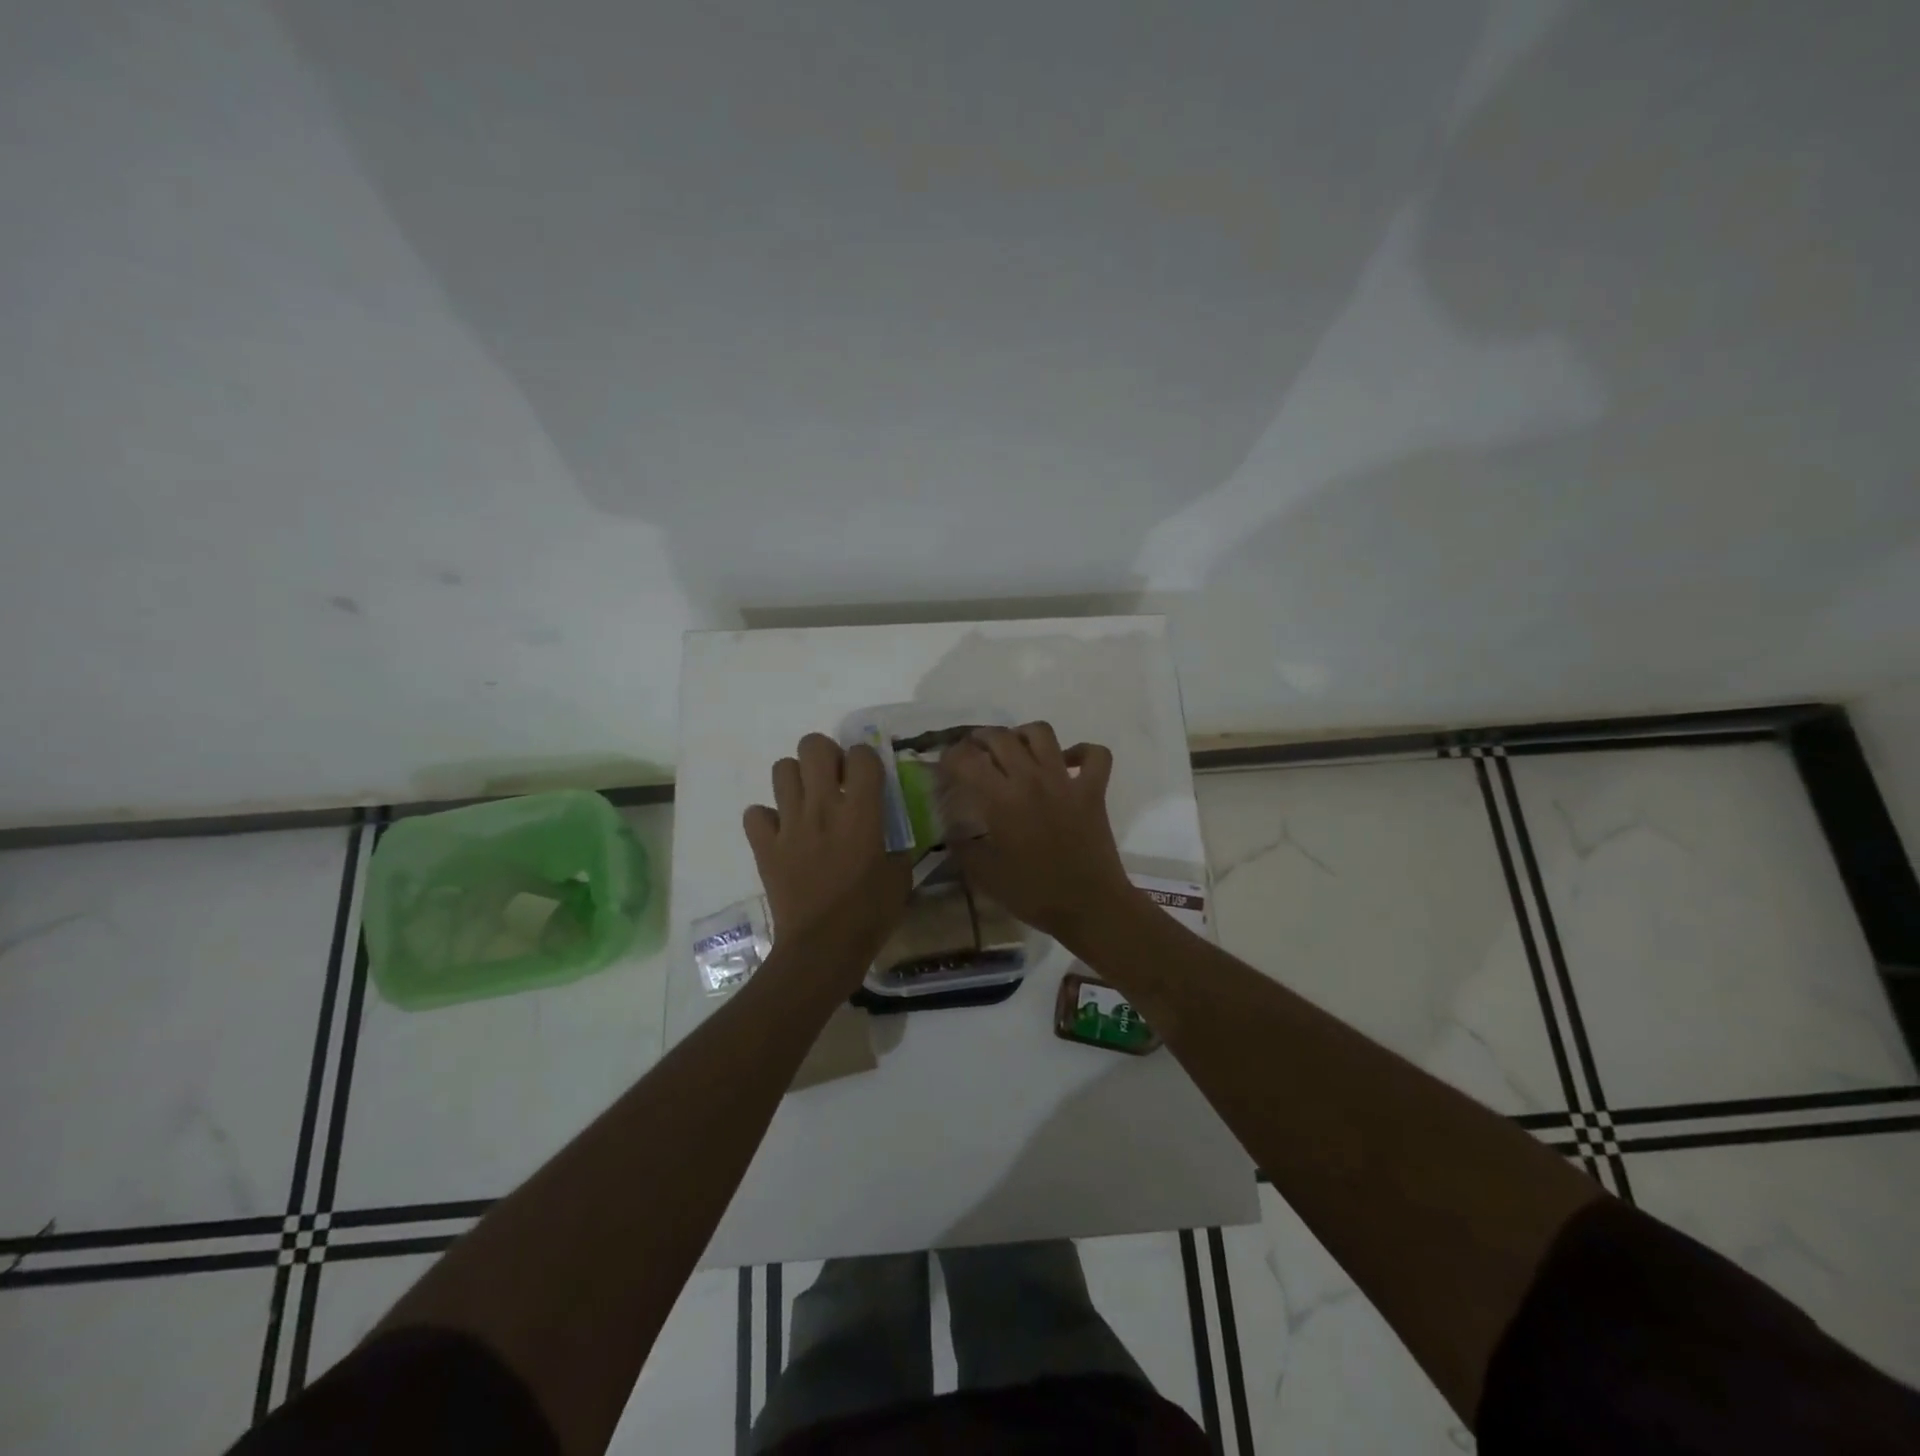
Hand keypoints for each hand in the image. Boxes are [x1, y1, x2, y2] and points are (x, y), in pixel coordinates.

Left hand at [743, 734, 911, 981]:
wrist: (822, 949)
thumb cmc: (870, 914)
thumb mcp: (900, 875)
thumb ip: (896, 843)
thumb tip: (891, 831)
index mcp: (860, 811)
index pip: (861, 754)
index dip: (866, 759)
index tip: (869, 778)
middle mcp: (822, 806)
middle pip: (813, 746)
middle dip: (826, 755)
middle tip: (835, 780)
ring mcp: (789, 824)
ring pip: (781, 769)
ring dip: (796, 780)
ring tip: (808, 802)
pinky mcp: (765, 845)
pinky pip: (755, 813)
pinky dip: (767, 818)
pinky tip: (782, 833)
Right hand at [938, 722, 1133, 948]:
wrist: (1089, 906)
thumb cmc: (1033, 893)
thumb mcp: (984, 875)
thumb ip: (963, 846)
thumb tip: (951, 828)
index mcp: (1001, 799)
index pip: (966, 761)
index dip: (949, 758)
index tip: (944, 767)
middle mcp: (1031, 779)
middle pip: (1000, 737)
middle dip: (979, 738)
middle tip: (973, 752)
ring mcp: (1065, 780)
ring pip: (1042, 733)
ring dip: (1023, 734)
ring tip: (1015, 749)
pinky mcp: (1094, 789)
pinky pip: (1094, 754)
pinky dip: (1081, 752)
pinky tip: (1068, 763)